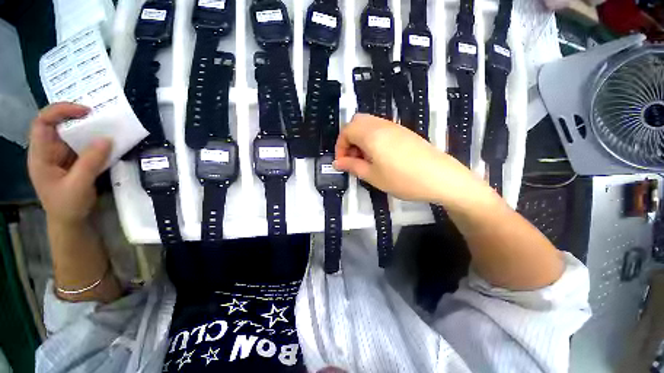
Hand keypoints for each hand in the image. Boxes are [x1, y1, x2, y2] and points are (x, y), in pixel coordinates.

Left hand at [28, 103, 111, 223]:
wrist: (69, 221)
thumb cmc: (68, 206)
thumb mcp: (79, 186)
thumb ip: (90, 162)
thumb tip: (107, 139)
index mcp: (40, 156)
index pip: (42, 123)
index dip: (60, 111)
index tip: (85, 111)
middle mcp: (47, 151)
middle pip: (57, 124)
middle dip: (76, 117)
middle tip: (100, 117)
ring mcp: (59, 155)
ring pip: (70, 133)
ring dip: (87, 128)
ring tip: (105, 127)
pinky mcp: (71, 160)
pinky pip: (80, 144)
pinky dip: (92, 140)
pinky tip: (104, 141)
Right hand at [334, 114, 492, 208]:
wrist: (441, 177)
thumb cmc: (403, 179)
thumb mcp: (373, 176)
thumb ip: (352, 167)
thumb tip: (337, 163)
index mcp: (371, 134)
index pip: (346, 131)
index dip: (340, 147)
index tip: (342, 163)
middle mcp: (381, 125)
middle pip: (356, 122)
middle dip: (349, 140)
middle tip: (352, 159)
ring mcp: (394, 126)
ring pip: (368, 124)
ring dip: (360, 139)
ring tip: (365, 160)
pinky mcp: (403, 132)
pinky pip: (380, 129)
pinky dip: (372, 139)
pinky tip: (379, 156)